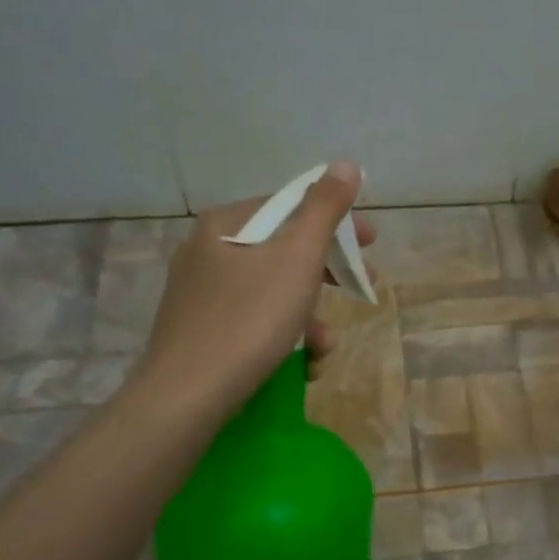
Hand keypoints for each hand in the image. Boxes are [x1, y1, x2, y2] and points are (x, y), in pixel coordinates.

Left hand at [132, 161, 376, 419]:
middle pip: (284, 250)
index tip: (371, 242)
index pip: (291, 206)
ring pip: (272, 291)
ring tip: (324, 346)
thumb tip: (346, 164)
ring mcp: (201, 293)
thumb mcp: (297, 258)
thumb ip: (324, 209)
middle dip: (328, 274)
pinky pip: (254, 320)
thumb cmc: (250, 318)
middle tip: (363, 287)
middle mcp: (208, 251)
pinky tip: (299, 364)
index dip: (337, 221)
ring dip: (309, 315)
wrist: (188, 395)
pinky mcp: (201, 331)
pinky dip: (283, 336)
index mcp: (227, 224)